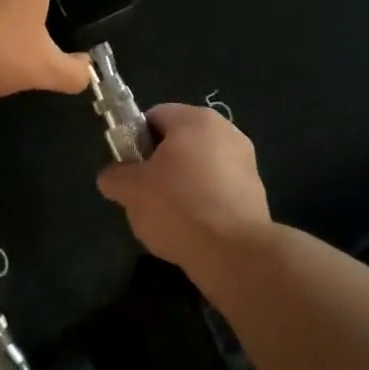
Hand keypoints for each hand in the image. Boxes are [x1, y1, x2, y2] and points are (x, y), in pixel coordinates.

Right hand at [98, 103, 271, 272]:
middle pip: (179, 141)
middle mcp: (226, 131)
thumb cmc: (179, 207)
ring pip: (199, 167)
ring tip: (168, 217)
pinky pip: (218, 189)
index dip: (135, 140)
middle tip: (144, 194)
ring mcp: (246, 162)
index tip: (129, 169)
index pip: (154, 116)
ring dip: (182, 185)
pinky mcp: (256, 192)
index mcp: (195, 119)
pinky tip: (193, 228)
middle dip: (159, 165)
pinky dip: (203, 202)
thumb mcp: (131, 190)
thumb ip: (115, 176)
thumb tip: (112, 177)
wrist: (235, 253)